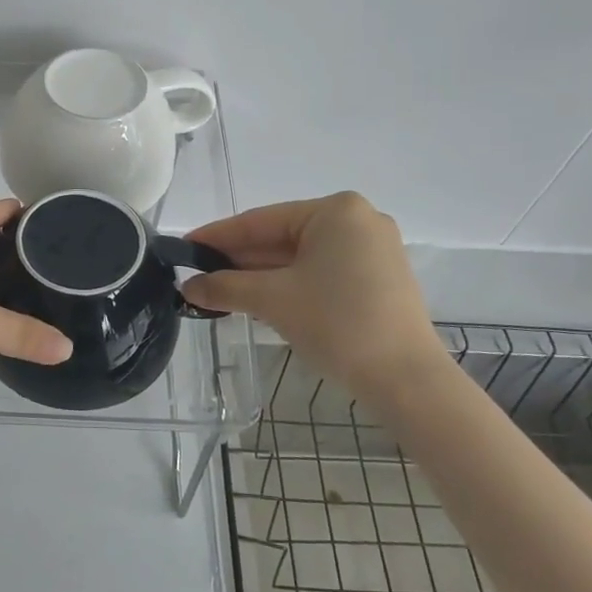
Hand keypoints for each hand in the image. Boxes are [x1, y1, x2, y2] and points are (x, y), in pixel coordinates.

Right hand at [181, 193, 447, 397]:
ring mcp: (372, 250)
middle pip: (281, 237)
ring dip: (260, 275)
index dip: (217, 236)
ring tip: (218, 291)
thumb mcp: (272, 300)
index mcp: (335, 211)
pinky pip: (320, 272)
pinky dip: (288, 284)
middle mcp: (357, 221)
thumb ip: (225, 287)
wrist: (406, 381)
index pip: (261, 220)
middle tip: (197, 275)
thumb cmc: (337, 324)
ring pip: (300, 256)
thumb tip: (188, 288)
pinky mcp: (378, 279)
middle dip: (238, 259)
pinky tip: (257, 298)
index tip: (184, 248)